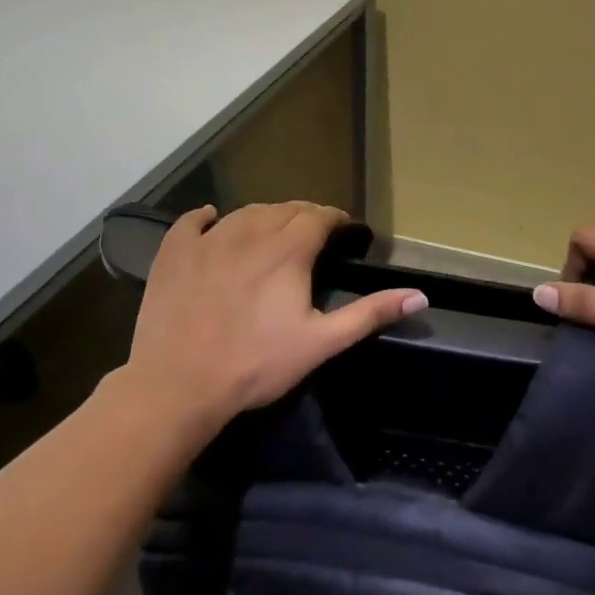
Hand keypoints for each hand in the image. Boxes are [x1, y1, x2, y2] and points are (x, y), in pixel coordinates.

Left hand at [118, 202, 425, 434]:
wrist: (177, 385)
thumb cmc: (256, 365)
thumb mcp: (321, 343)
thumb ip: (370, 314)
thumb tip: (420, 295)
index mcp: (288, 250)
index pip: (319, 216)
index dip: (337, 220)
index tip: (347, 232)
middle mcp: (250, 233)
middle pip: (285, 209)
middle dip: (306, 217)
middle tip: (316, 236)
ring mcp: (208, 240)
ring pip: (245, 212)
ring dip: (266, 217)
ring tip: (274, 233)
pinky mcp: (174, 253)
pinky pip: (193, 221)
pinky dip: (208, 217)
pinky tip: (214, 220)